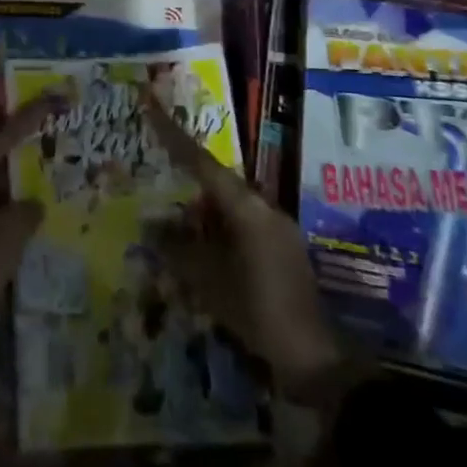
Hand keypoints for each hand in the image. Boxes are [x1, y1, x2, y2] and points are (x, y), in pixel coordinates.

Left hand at [0, 92, 61, 434]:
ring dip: (18, 182)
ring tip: (50, 175)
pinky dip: (11, 211)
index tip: (54, 97)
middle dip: (23, 148)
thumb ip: (28, 209)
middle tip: (53, 135)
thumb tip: (32, 205)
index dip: (31, 116)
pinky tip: (32, 219)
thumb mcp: (11, 229)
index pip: (4, 133)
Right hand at [141, 95, 359, 403]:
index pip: (202, 162)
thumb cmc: (258, 311)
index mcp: (246, 207)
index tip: (151, 108)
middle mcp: (264, 208)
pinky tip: (204, 256)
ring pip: (230, 209)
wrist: (315, 358)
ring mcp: (278, 230)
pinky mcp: (283, 251)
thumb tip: (151, 226)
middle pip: (217, 185)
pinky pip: (243, 228)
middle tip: (159, 194)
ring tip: (178, 235)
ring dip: (204, 217)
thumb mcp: (208, 281)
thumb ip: (177, 250)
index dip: (173, 136)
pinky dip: (220, 235)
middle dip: (187, 189)